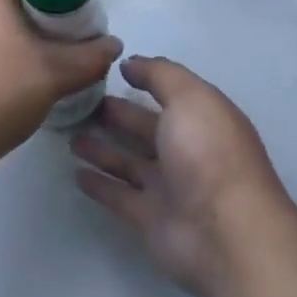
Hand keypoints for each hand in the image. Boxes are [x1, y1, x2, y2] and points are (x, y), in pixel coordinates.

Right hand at [71, 56, 292, 296]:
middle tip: (79, 103)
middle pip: (145, 128)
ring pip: (129, 162)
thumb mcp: (190, 97)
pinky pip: (119, 196)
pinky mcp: (150, 218)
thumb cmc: (208, 154)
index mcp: (202, 119)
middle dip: (116, 115)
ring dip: (102, 149)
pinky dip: (100, 185)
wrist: (225, 234)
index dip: (143, 80)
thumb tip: (130, 63)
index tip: (108, 71)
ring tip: (71, 135)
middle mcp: (186, 151)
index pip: (169, 94)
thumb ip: (160, 75)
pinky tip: (76, 173)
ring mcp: (169, 187)